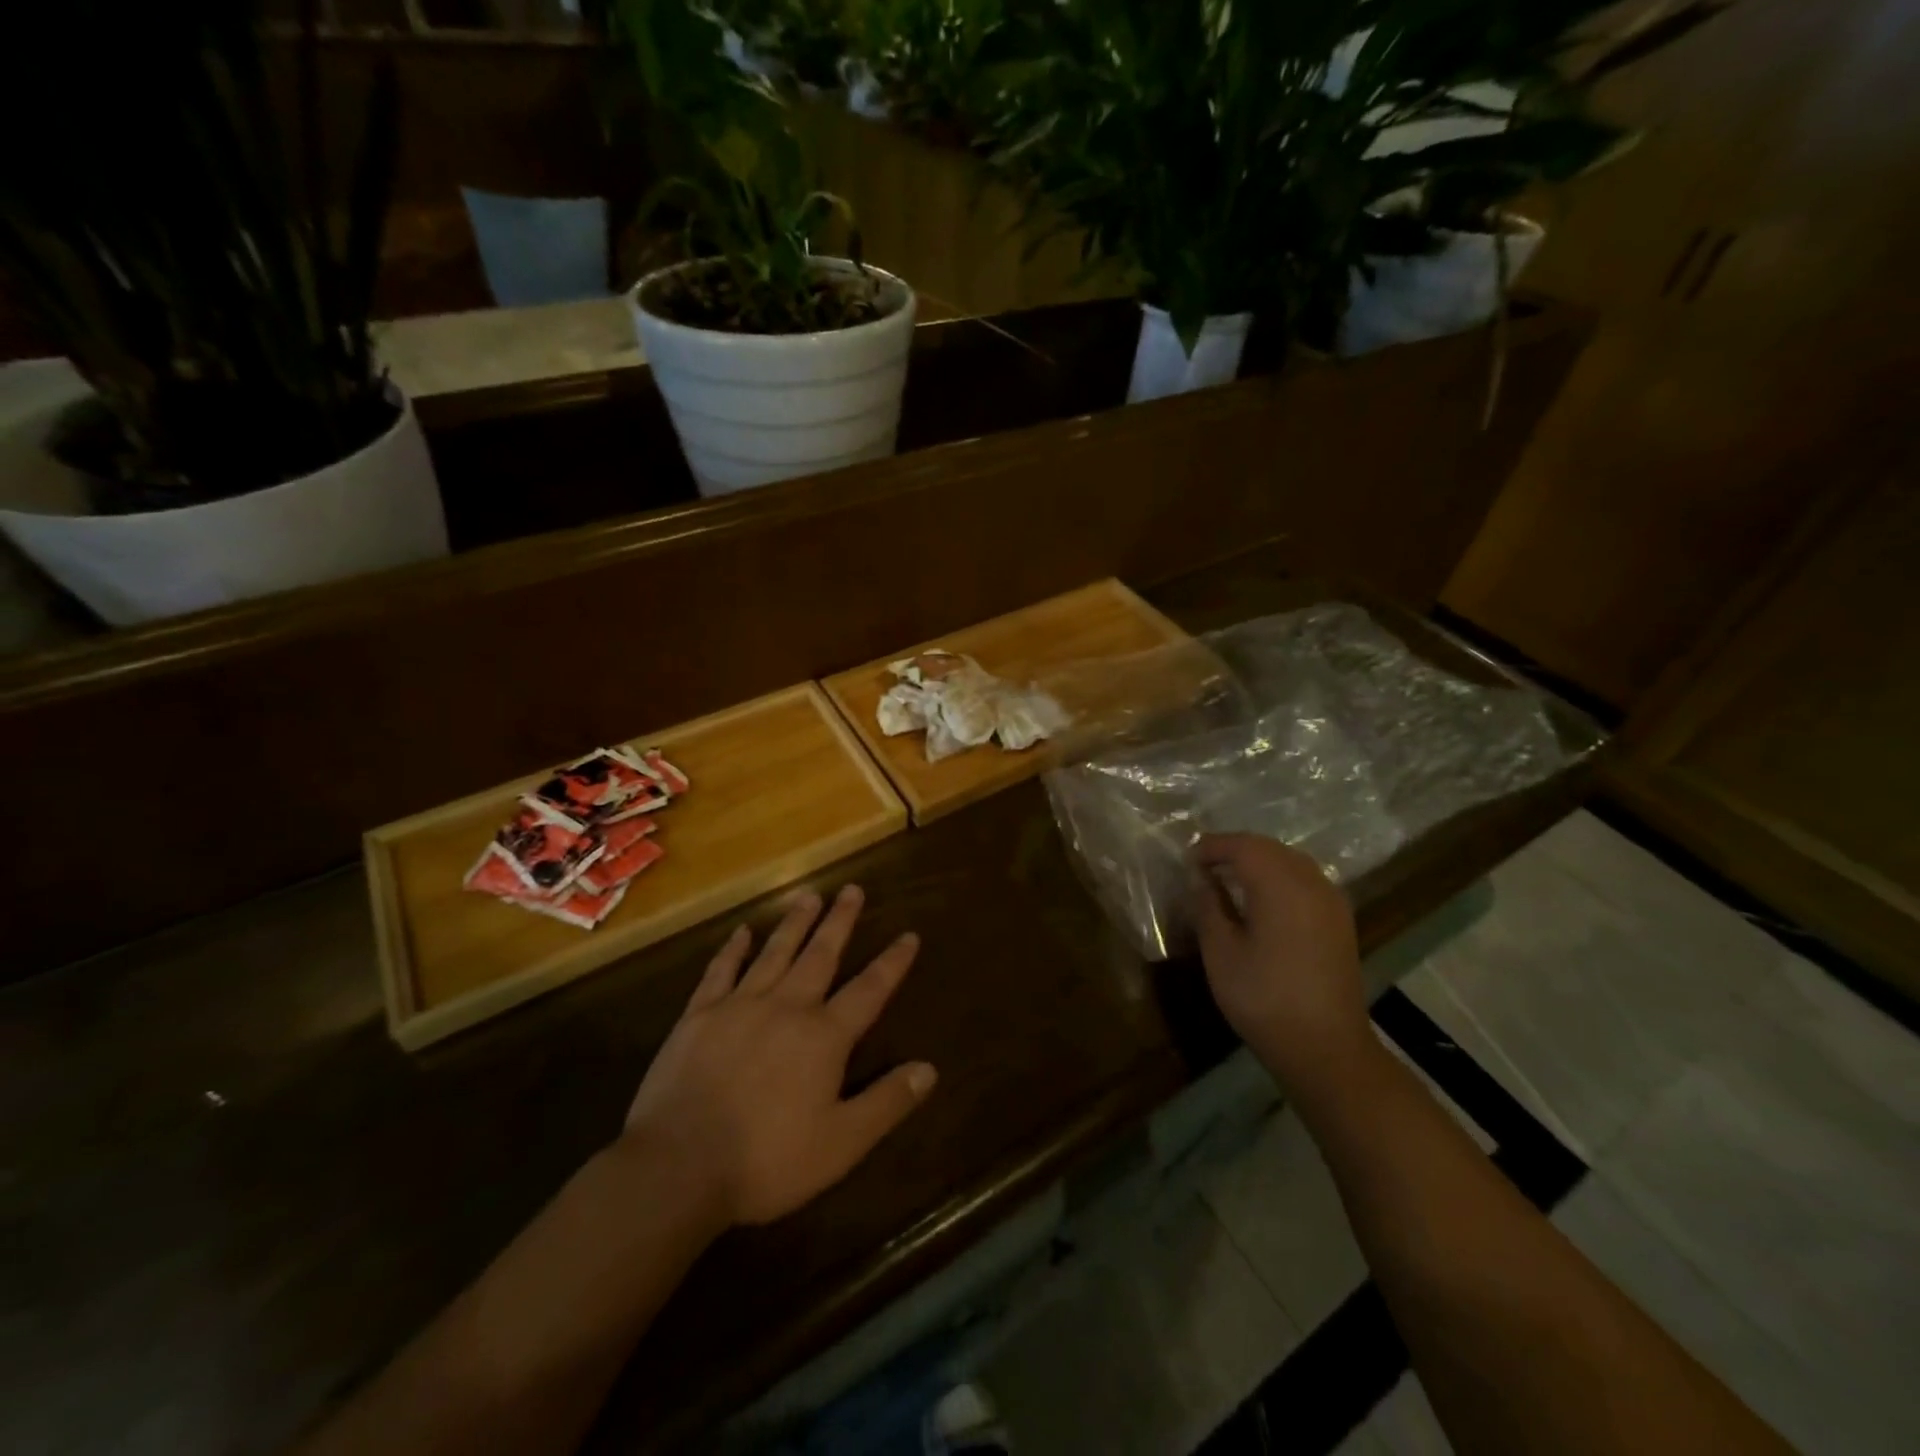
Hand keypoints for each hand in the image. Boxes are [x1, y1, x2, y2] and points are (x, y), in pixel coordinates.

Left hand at [620, 885, 935, 1227]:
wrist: (677, 1167)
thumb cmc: (766, 1161)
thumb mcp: (841, 1144)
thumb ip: (886, 1103)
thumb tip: (929, 1069)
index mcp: (823, 1036)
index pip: (869, 990)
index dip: (892, 962)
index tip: (909, 934)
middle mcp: (786, 1007)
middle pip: (821, 955)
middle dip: (840, 921)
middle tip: (852, 889)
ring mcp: (739, 1005)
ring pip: (775, 952)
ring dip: (795, 923)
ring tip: (809, 895)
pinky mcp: (699, 1015)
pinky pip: (721, 971)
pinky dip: (733, 949)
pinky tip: (742, 931)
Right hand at [1191, 834, 1374, 1099]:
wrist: (1325, 1048)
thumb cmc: (1263, 998)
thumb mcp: (1221, 952)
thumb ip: (1209, 906)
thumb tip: (1202, 879)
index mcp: (1280, 885)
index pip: (1243, 846)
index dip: (1212, 847)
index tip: (1187, 859)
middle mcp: (1311, 883)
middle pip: (1269, 848)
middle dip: (1235, 850)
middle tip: (1204, 865)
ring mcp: (1332, 902)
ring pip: (1291, 862)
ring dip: (1259, 862)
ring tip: (1228, 879)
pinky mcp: (1340, 921)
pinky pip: (1305, 881)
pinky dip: (1279, 877)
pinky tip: (1261, 900)